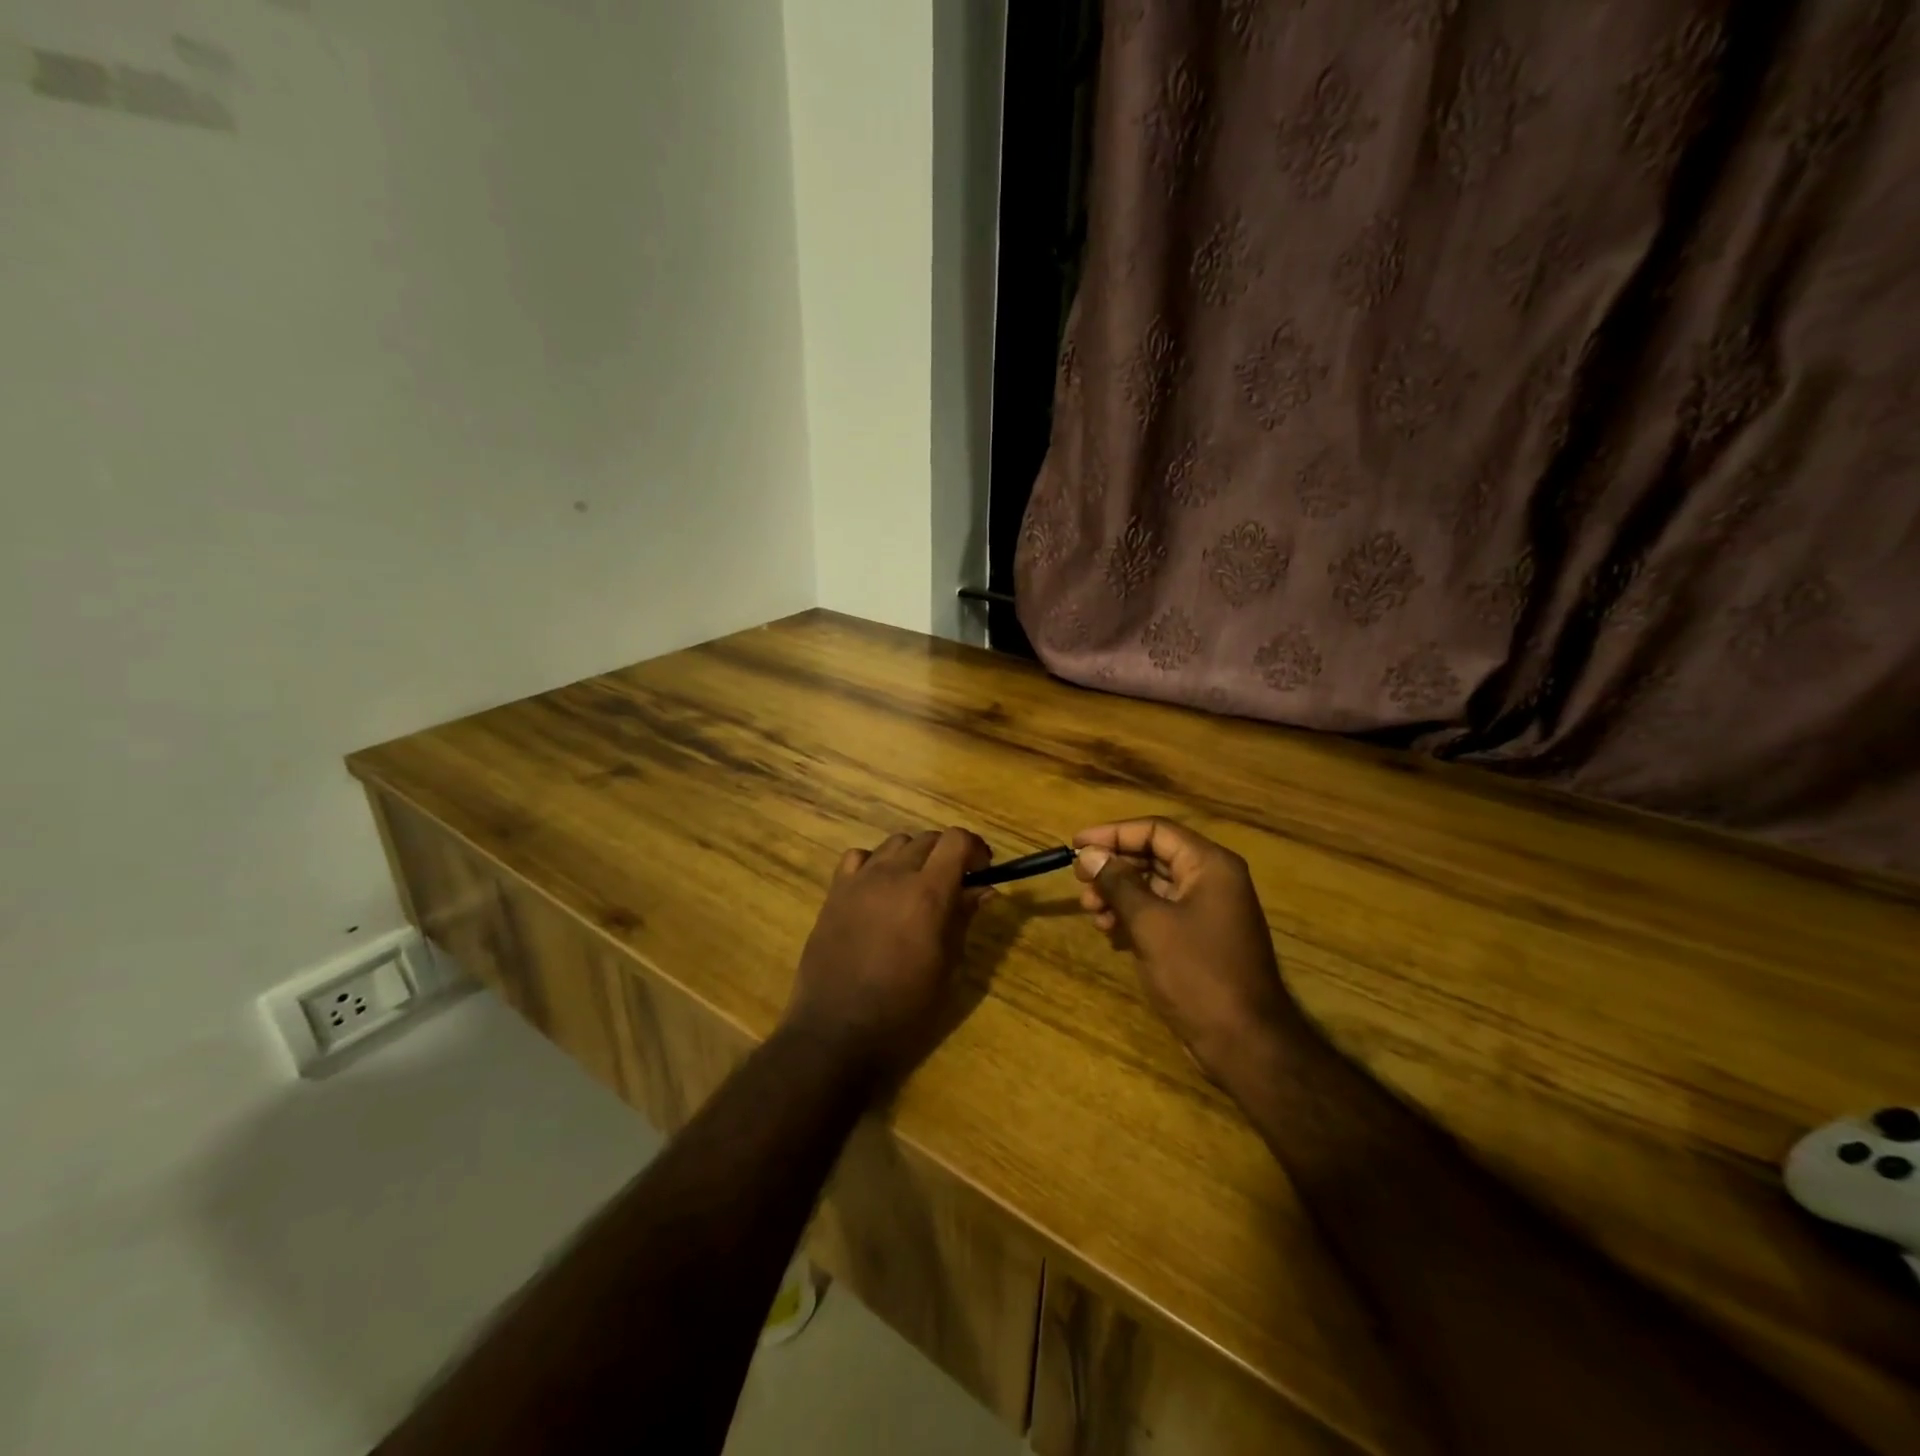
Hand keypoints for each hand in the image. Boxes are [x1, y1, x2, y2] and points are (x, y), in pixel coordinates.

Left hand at [783, 828, 992, 1080]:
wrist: (837, 1032)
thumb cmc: (904, 1011)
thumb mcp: (948, 969)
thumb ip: (964, 919)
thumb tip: (984, 889)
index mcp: (928, 894)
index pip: (956, 839)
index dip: (975, 848)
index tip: (982, 870)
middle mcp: (893, 875)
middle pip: (927, 839)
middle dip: (948, 854)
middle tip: (955, 884)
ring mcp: (859, 881)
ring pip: (895, 844)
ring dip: (913, 857)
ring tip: (916, 887)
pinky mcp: (834, 893)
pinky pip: (858, 858)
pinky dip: (875, 863)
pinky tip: (878, 890)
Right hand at [1074, 818, 1296, 1085]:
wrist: (1244, 1042)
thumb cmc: (1197, 973)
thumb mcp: (1150, 923)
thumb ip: (1117, 883)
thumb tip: (1088, 854)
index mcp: (1209, 865)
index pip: (1155, 830)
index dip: (1112, 834)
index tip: (1075, 844)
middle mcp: (1212, 880)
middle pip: (1153, 856)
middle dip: (1114, 868)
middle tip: (1079, 882)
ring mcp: (1208, 911)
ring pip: (1154, 887)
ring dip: (1119, 894)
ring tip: (1091, 912)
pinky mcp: (1200, 939)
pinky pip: (1161, 913)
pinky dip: (1133, 917)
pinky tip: (1110, 932)